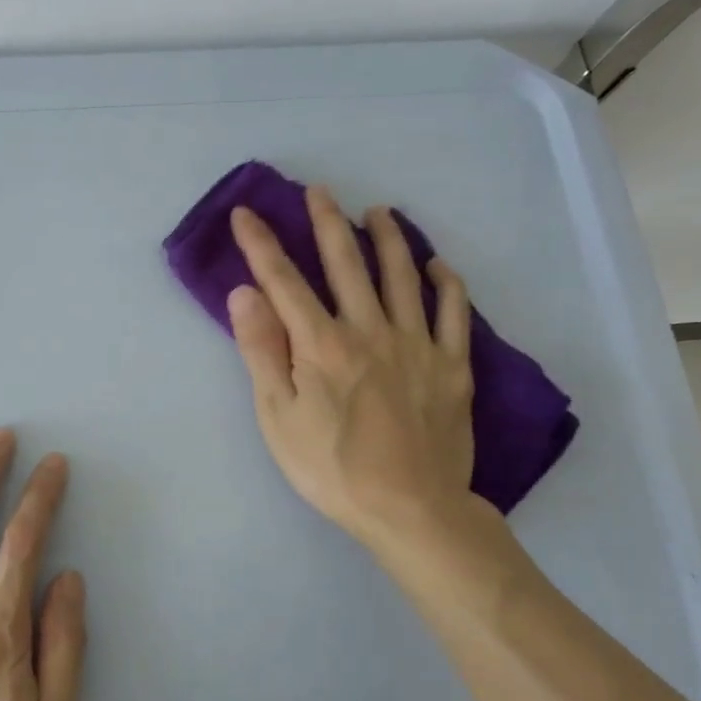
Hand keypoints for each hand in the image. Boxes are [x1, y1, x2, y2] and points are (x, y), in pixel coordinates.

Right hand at [227, 186, 485, 553]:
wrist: (410, 510)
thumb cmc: (331, 469)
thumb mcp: (278, 417)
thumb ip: (262, 351)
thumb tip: (246, 293)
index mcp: (321, 345)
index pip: (285, 282)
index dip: (262, 245)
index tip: (246, 214)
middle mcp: (370, 330)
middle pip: (346, 264)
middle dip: (326, 223)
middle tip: (318, 191)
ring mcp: (417, 344)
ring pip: (402, 276)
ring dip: (388, 238)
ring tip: (377, 212)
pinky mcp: (452, 366)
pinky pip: (454, 313)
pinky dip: (446, 283)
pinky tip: (437, 266)